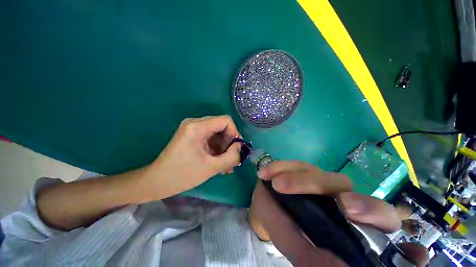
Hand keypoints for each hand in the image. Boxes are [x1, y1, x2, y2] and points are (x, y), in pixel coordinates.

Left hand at [141, 115, 241, 200]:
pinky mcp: (192, 136)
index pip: (226, 121)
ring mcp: (192, 129)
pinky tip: (219, 163)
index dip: (235, 133)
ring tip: (226, 166)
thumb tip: (241, 147)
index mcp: (198, 127)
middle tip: (232, 159)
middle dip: (229, 143)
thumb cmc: (182, 175)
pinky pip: (210, 139)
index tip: (237, 149)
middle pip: (221, 126)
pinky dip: (216, 149)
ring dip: (223, 149)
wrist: (156, 182)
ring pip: (216, 134)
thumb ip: (231, 156)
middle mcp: (195, 123)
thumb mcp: (211, 167)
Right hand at [248, 161, 428, 266]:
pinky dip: (278, 167)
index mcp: (346, 219)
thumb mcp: (293, 244)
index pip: (377, 216)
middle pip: (349, 188)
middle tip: (338, 204)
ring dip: (298, 179)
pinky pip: (291, 164)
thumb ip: (310, 256)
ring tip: (276, 184)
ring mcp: (317, 178)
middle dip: (341, 193)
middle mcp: (336, 194)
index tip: (355, 215)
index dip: (375, 214)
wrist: (266, 204)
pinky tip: (265, 174)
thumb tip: (334, 265)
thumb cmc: (283, 227)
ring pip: (318, 174)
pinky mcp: (299, 167)